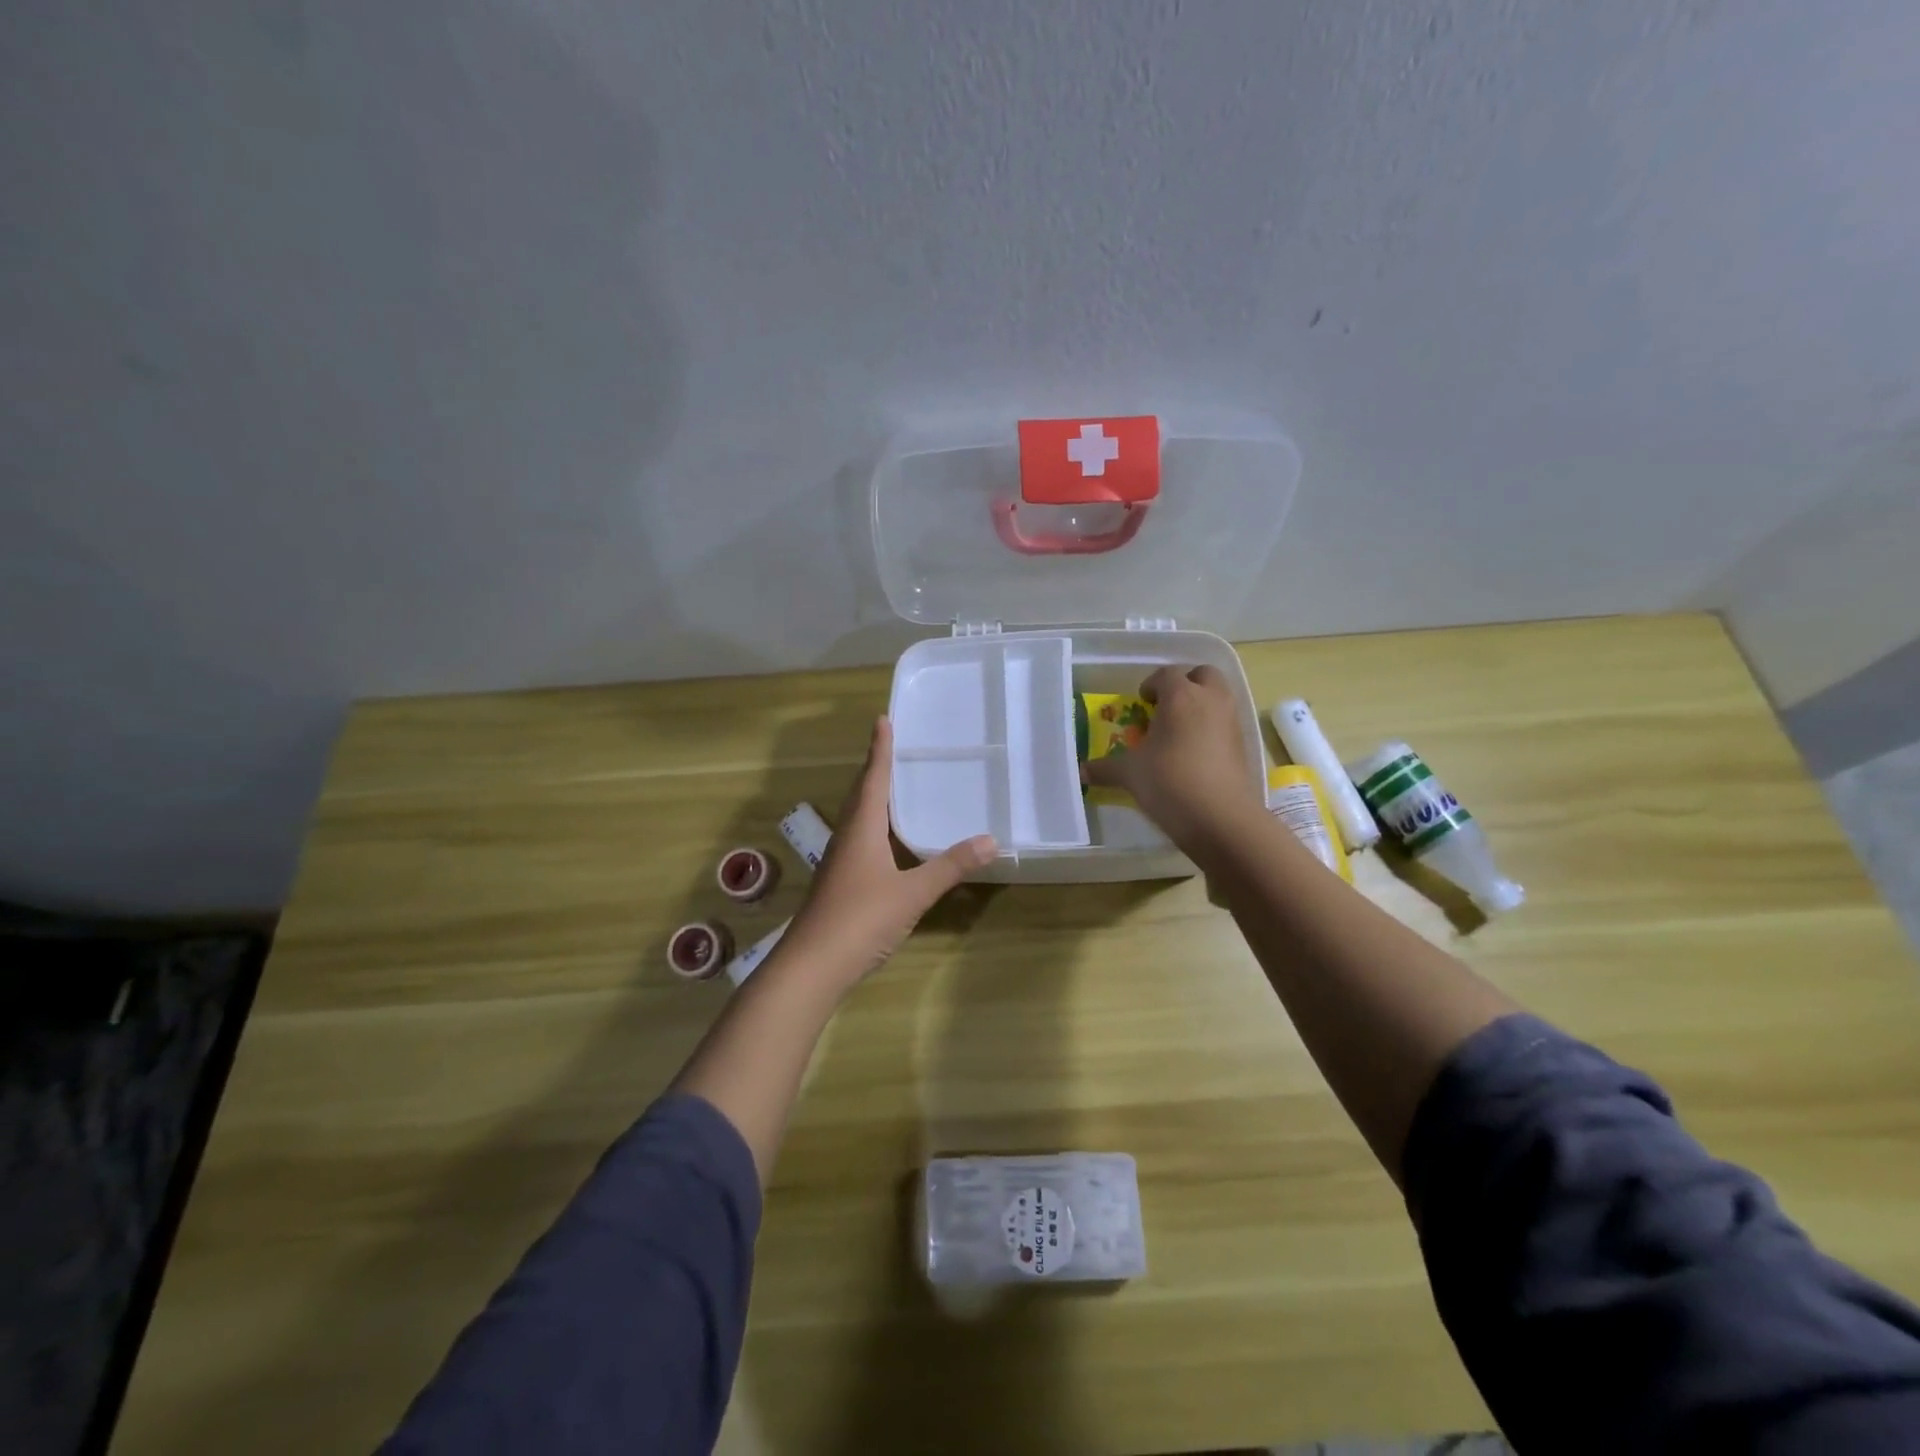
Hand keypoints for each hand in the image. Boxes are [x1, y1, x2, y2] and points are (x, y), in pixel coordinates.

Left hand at [780, 717, 995, 992]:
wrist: (812, 966)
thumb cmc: (860, 919)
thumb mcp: (912, 893)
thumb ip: (949, 867)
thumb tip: (990, 840)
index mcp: (861, 830)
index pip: (873, 779)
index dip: (880, 750)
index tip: (883, 719)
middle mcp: (847, 838)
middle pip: (862, 794)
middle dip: (876, 768)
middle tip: (892, 745)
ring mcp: (840, 862)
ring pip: (858, 818)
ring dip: (872, 796)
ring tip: (892, 784)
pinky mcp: (839, 883)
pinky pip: (859, 839)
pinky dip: (874, 825)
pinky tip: (887, 840)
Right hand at [1082, 665, 1262, 851]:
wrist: (1221, 818)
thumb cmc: (1170, 782)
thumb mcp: (1131, 774)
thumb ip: (1106, 768)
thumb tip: (1082, 771)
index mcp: (1181, 696)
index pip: (1167, 674)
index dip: (1151, 684)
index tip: (1141, 702)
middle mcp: (1210, 700)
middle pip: (1203, 674)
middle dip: (1185, 683)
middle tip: (1166, 706)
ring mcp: (1232, 721)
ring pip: (1219, 697)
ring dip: (1201, 704)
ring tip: (1178, 731)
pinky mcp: (1243, 745)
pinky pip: (1226, 722)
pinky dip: (1212, 727)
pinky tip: (1194, 753)